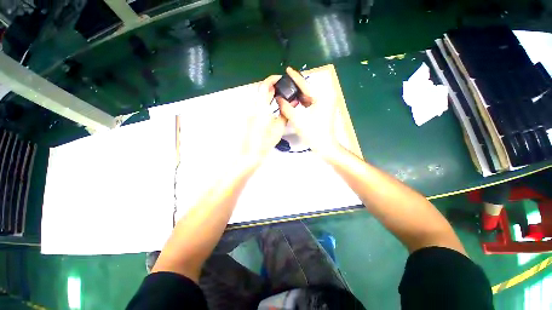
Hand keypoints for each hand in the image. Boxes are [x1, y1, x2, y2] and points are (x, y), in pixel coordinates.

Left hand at [239, 75, 285, 166]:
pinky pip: (257, 104)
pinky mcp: (249, 117)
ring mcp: (250, 112)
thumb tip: (292, 103)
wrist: (250, 154)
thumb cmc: (265, 143)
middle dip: (271, 86)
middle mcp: (253, 108)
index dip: (272, 79)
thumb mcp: (278, 129)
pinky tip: (272, 106)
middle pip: (260, 90)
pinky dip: (264, 101)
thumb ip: (285, 114)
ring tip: (279, 97)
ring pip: (258, 97)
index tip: (280, 79)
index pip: (264, 87)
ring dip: (267, 93)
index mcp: (261, 109)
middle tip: (282, 88)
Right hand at [276, 67, 338, 154]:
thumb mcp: (298, 119)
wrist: (325, 146)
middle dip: (295, 87)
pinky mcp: (323, 110)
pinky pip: (310, 103)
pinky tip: (293, 102)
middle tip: (283, 84)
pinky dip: (302, 103)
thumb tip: (278, 98)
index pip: (305, 84)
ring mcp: (325, 104)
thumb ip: (286, 107)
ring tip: (285, 92)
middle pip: (307, 89)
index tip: (287, 69)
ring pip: (308, 97)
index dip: (295, 77)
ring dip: (297, 96)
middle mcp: (326, 97)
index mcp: (322, 96)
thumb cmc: (313, 133)